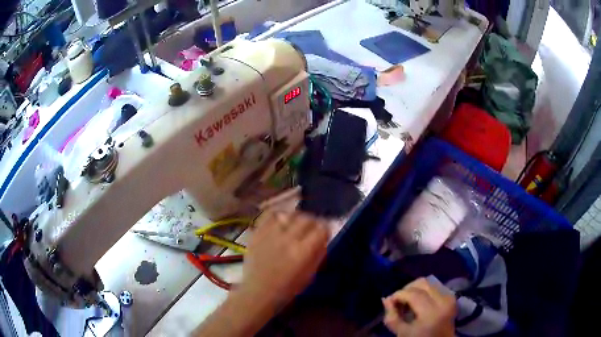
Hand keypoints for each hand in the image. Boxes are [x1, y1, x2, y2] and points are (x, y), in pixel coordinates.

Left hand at [236, 211, 329, 310]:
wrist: (259, 291)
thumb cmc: (287, 288)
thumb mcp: (310, 274)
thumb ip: (318, 254)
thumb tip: (323, 239)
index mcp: (303, 252)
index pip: (321, 229)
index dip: (325, 230)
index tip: (324, 233)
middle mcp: (288, 239)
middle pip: (306, 219)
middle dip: (313, 222)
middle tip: (312, 228)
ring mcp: (271, 234)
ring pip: (289, 215)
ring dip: (296, 218)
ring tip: (296, 223)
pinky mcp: (258, 233)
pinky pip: (269, 215)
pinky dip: (278, 215)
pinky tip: (280, 221)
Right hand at [382, 278, 455, 336]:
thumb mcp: (402, 333)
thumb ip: (392, 317)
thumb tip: (386, 299)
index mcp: (431, 312)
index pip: (412, 294)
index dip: (397, 295)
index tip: (389, 302)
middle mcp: (443, 300)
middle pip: (422, 283)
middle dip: (407, 289)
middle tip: (399, 301)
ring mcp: (449, 298)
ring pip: (429, 283)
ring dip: (415, 289)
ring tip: (408, 302)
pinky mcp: (451, 297)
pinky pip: (435, 287)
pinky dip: (424, 291)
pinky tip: (418, 302)